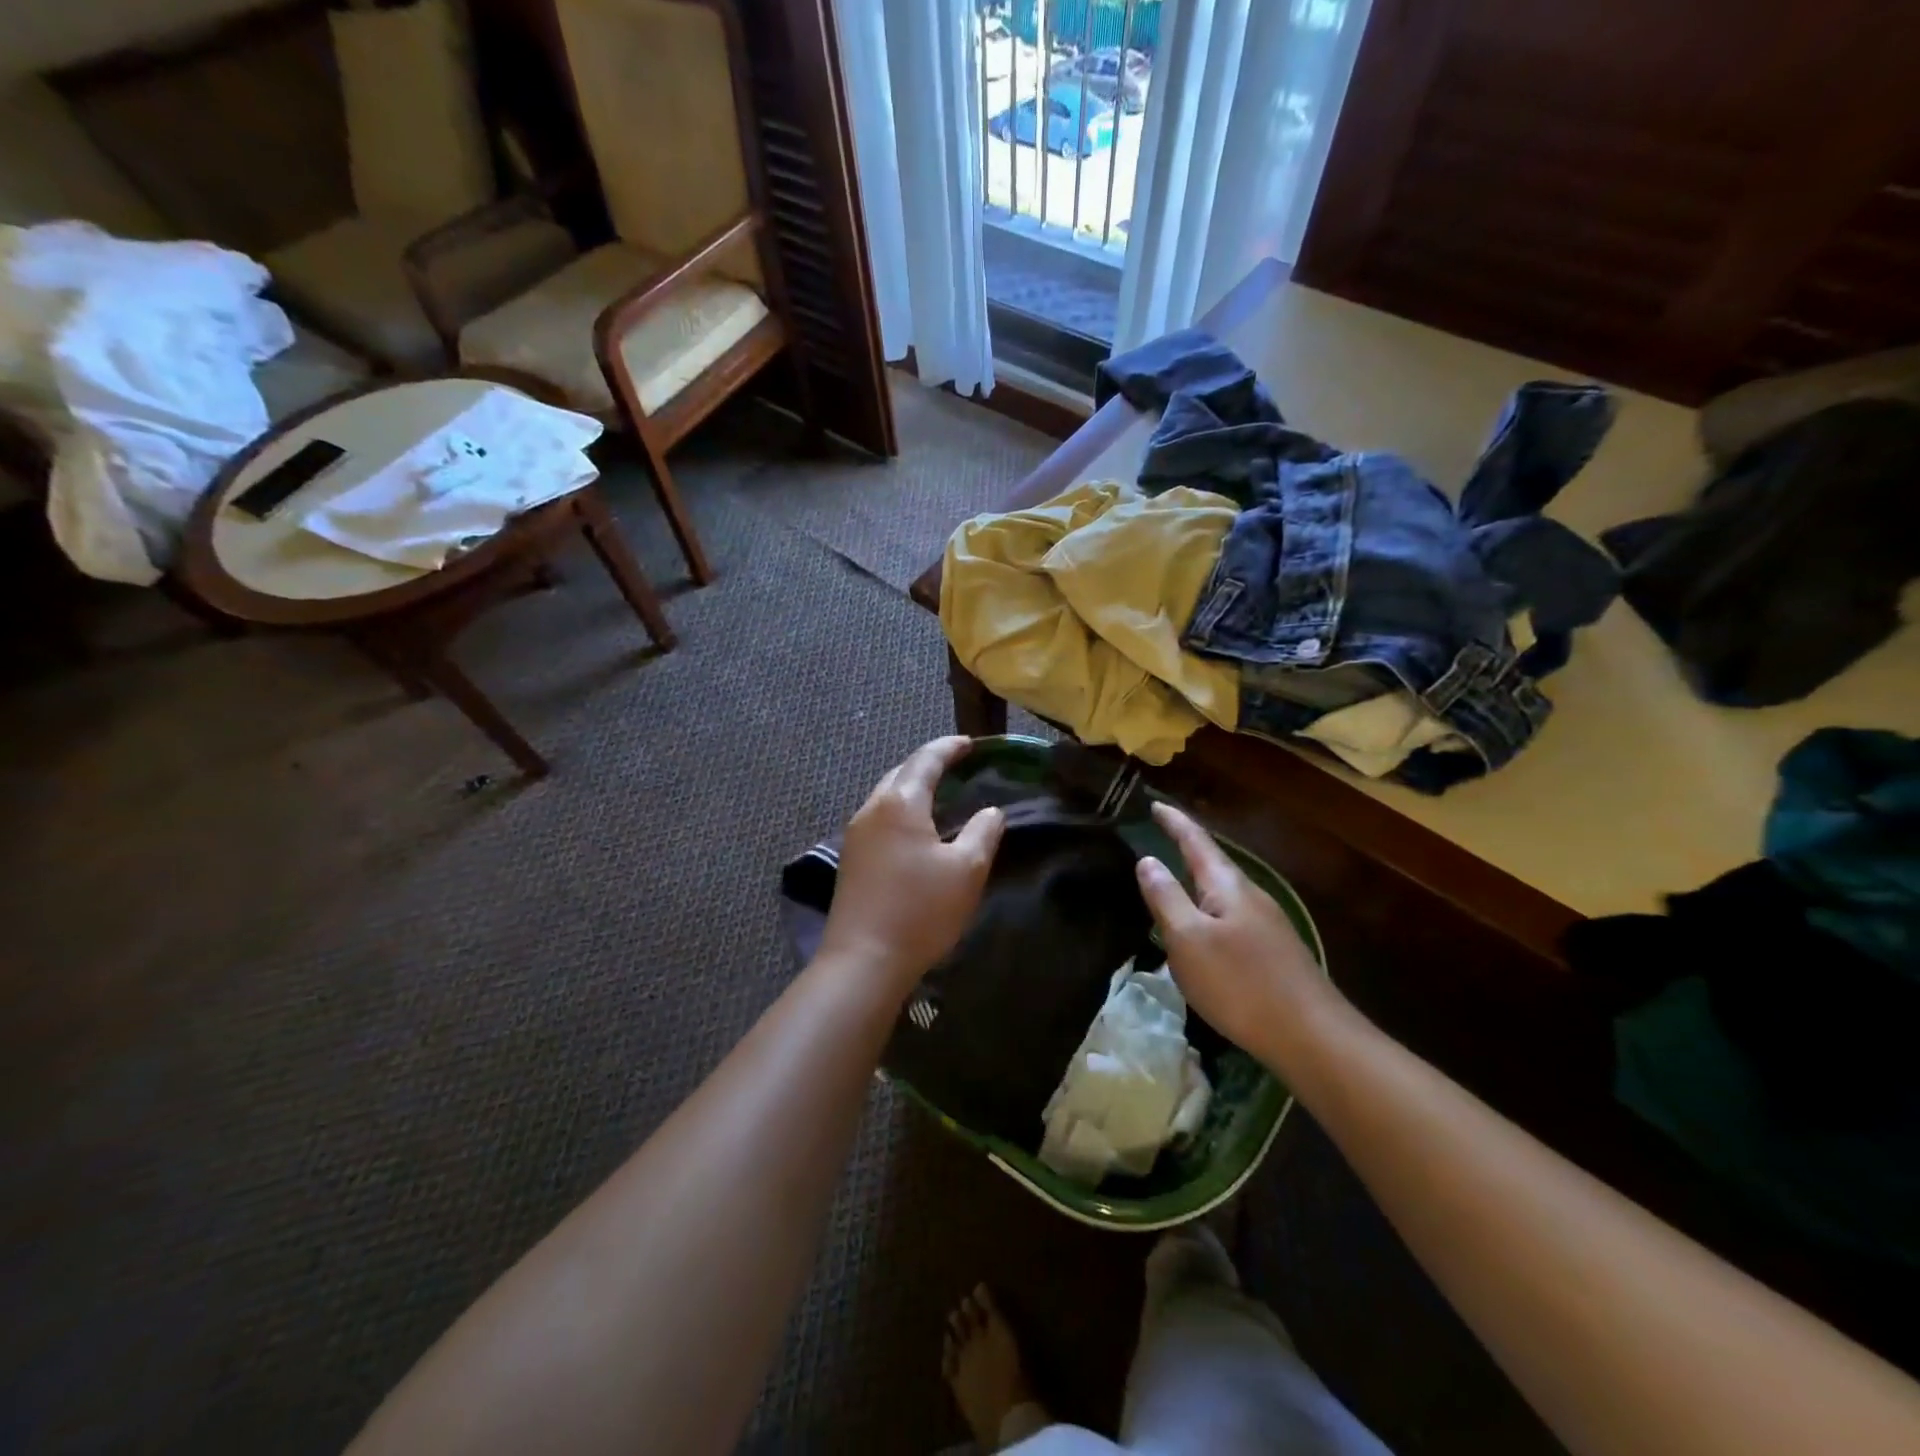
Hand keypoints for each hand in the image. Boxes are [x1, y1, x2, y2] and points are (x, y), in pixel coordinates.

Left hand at [820, 737, 1005, 991]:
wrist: (863, 961)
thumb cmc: (920, 911)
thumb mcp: (966, 871)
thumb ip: (983, 833)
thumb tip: (991, 811)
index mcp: (900, 803)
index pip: (926, 759)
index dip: (949, 747)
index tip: (970, 743)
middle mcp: (872, 809)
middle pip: (900, 773)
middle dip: (928, 764)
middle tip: (956, 766)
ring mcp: (855, 834)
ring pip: (886, 795)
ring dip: (911, 787)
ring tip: (939, 795)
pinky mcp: (850, 859)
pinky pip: (879, 818)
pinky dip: (900, 810)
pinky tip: (915, 829)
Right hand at [1135, 801, 1335, 1056]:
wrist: (1312, 1037)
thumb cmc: (1240, 983)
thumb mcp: (1188, 939)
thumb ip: (1166, 897)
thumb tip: (1148, 860)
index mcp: (1227, 886)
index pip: (1196, 842)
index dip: (1174, 822)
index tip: (1155, 803)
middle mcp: (1250, 896)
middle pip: (1214, 863)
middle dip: (1187, 847)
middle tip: (1162, 834)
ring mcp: (1266, 925)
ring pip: (1224, 892)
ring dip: (1198, 880)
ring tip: (1175, 879)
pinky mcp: (1273, 952)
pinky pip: (1231, 917)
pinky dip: (1209, 909)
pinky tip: (1203, 929)